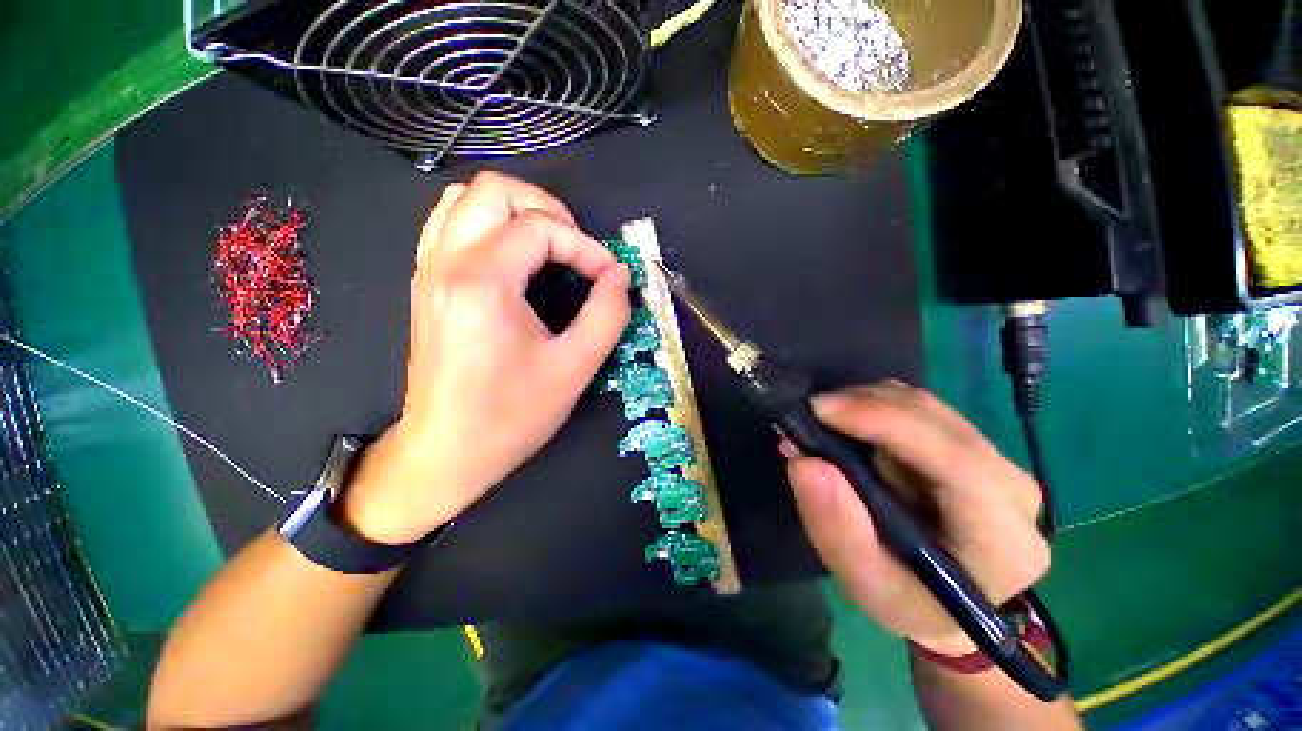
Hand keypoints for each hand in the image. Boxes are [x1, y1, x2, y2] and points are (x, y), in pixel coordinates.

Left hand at [343, 172, 630, 543]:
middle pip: (493, 190)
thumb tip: (620, 276)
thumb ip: (607, 314)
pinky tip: (515, 257)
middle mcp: (447, 264)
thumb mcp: (575, 367)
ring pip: (464, 198)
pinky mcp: (427, 283)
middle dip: (548, 210)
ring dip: (516, 211)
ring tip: (549, 246)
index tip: (608, 277)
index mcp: (483, 285)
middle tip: (577, 248)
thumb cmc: (512, 416)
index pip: (540, 229)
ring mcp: (429, 270)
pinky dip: (489, 224)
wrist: (447, 451)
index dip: (585, 246)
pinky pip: (451, 223)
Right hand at [784, 381, 1048, 654]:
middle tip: (811, 413)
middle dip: (866, 405)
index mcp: (1003, 539)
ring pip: (927, 407)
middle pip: (937, 420)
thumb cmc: (909, 602)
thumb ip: (837, 529)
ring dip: (868, 404)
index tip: (821, 409)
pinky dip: (877, 407)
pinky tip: (851, 425)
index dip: (885, 422)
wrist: (947, 607)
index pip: (954, 459)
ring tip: (826, 422)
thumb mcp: (866, 583)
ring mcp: (998, 462)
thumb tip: (805, 461)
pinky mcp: (974, 448)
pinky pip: (921, 410)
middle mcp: (1013, 489)